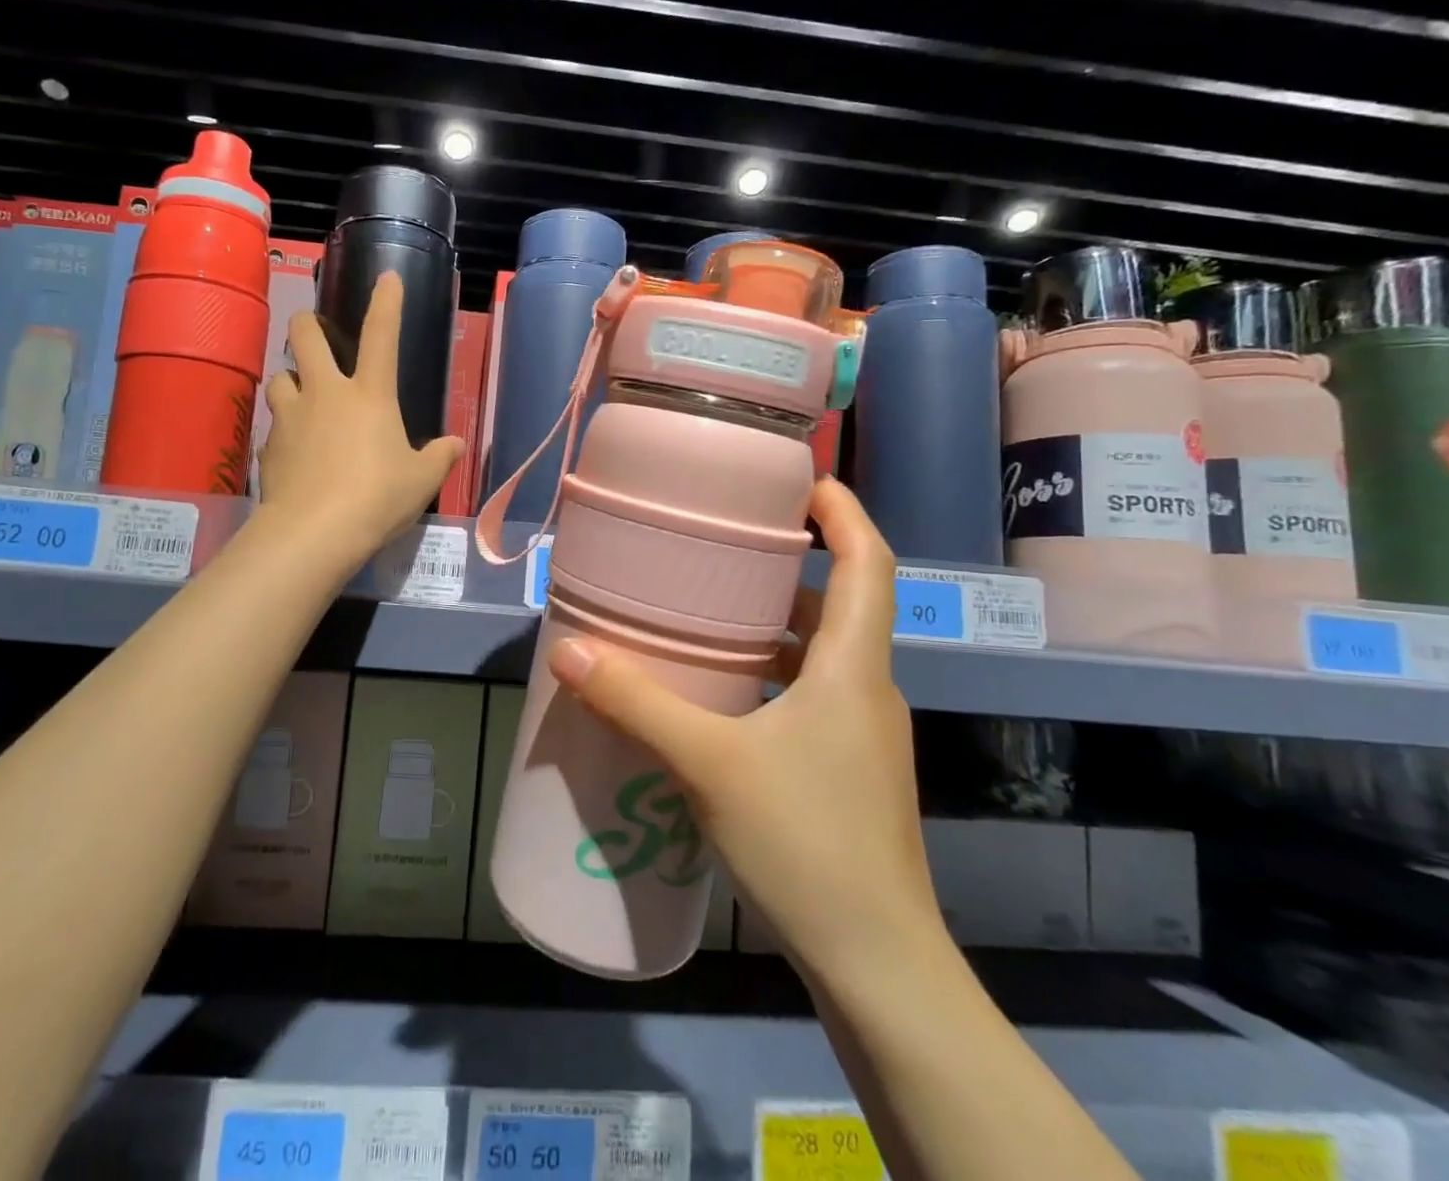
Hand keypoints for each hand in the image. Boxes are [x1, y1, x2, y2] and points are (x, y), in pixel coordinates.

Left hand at [257, 271, 462, 565]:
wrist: (315, 532)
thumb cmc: (378, 497)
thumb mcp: (421, 480)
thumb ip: (440, 457)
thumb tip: (455, 445)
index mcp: (369, 394)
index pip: (382, 335)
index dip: (386, 302)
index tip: (388, 277)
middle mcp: (325, 393)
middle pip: (304, 336)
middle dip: (307, 324)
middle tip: (314, 333)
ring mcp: (291, 416)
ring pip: (279, 377)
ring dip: (290, 380)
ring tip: (301, 397)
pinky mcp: (268, 446)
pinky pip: (273, 424)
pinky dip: (284, 429)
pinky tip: (294, 450)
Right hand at [547, 477, 939, 972]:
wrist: (878, 966)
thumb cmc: (806, 844)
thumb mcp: (709, 763)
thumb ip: (637, 702)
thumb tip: (570, 649)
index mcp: (852, 668)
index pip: (870, 564)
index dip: (844, 513)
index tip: (802, 482)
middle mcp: (867, 690)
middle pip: (843, 603)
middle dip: (791, 566)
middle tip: (726, 545)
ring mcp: (862, 735)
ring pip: (823, 653)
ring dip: (777, 624)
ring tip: (711, 610)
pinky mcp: (848, 770)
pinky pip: (811, 695)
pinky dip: (772, 674)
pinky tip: (722, 694)